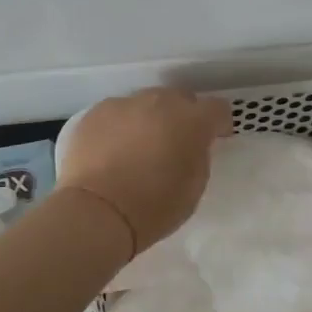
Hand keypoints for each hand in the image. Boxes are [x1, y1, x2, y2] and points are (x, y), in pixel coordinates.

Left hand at [59, 89, 232, 256]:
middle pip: (178, 99)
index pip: (217, 109)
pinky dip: (119, 127)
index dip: (218, 124)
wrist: (97, 212)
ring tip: (138, 147)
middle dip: (181, 117)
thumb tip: (190, 145)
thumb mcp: (195, 186)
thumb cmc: (154, 206)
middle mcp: (160, 102)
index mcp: (192, 120)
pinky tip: (111, 151)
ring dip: (148, 119)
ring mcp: (124, 104)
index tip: (214, 139)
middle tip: (174, 143)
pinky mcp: (94, 114)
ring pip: (144, 104)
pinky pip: (115, 114)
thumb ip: (198, 155)